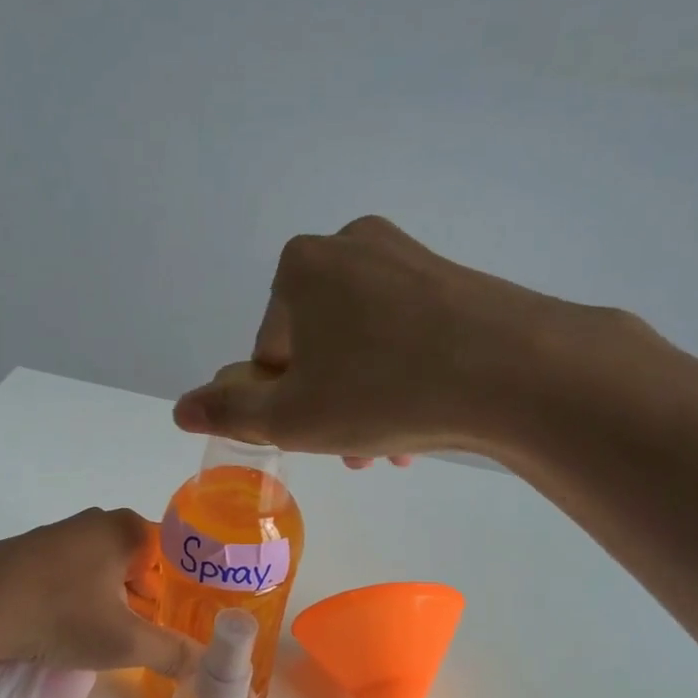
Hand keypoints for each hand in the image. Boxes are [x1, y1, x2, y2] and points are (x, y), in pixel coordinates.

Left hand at [0, 509, 198, 677]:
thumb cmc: (61, 613)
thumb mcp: (124, 641)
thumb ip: (172, 653)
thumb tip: (209, 670)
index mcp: (127, 530)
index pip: (177, 553)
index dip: (186, 587)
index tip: (188, 619)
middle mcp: (97, 522)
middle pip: (141, 561)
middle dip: (149, 597)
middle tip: (153, 633)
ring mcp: (60, 534)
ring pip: (105, 567)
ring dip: (114, 598)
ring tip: (114, 635)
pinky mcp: (30, 552)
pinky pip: (74, 572)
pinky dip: (82, 596)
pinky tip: (71, 625)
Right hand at [172, 216, 592, 463]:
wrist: (518, 371)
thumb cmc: (384, 392)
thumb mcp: (293, 417)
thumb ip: (230, 412)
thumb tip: (179, 408)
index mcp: (300, 267)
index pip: (271, 350)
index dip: (287, 401)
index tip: (319, 433)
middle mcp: (350, 245)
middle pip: (319, 344)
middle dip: (330, 402)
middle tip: (357, 452)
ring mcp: (407, 256)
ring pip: (365, 342)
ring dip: (366, 398)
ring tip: (393, 448)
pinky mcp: (453, 277)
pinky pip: (408, 332)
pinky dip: (405, 375)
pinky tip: (425, 417)